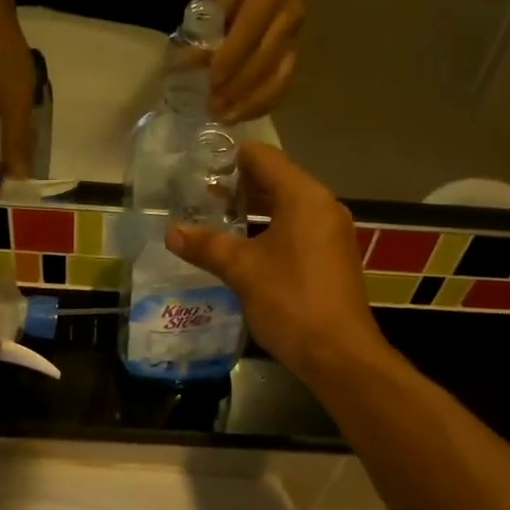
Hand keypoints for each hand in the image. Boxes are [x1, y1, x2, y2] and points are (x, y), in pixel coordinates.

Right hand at [164, 143, 385, 380]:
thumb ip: (206, 246)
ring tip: (212, 218)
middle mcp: (322, 206)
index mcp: (304, 197)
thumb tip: (171, 232)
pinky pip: (295, 229)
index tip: (197, 164)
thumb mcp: (242, 270)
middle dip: (237, 185)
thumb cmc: (291, 301)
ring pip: (285, 207)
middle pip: (275, 179)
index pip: (263, 157)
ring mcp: (330, 232)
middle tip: (198, 193)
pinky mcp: (330, 257)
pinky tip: (240, 247)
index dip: (229, 156)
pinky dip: (267, 229)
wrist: (338, 353)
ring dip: (251, 209)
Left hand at [210, 0, 304, 122]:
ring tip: (227, 118)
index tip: (210, 82)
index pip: (248, 33)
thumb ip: (211, 27)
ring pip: (279, 79)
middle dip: (237, 89)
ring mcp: (296, 38)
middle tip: (212, 108)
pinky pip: (285, 84)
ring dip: (252, 103)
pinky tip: (245, 114)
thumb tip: (184, 62)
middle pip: (264, 62)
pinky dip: (265, 103)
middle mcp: (288, 18)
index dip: (229, 61)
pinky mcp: (298, 53)